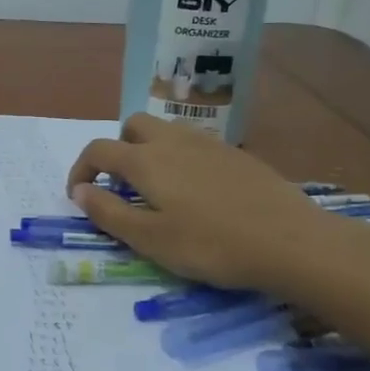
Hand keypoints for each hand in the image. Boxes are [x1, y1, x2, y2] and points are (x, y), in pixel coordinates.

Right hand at [66, 114, 369, 300]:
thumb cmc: (211, 245)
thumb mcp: (150, 239)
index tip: (79, 195)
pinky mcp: (237, 155)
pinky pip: (196, 144)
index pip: (99, 150)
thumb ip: (108, 212)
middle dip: (117, 148)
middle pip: (132, 125)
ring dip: (150, 150)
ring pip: (167, 131)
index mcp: (146, 160)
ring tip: (158, 189)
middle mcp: (173, 141)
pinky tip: (198, 193)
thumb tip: (79, 191)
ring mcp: (209, 144)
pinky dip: (181, 159)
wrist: (291, 241)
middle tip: (122, 185)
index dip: (80, 169)